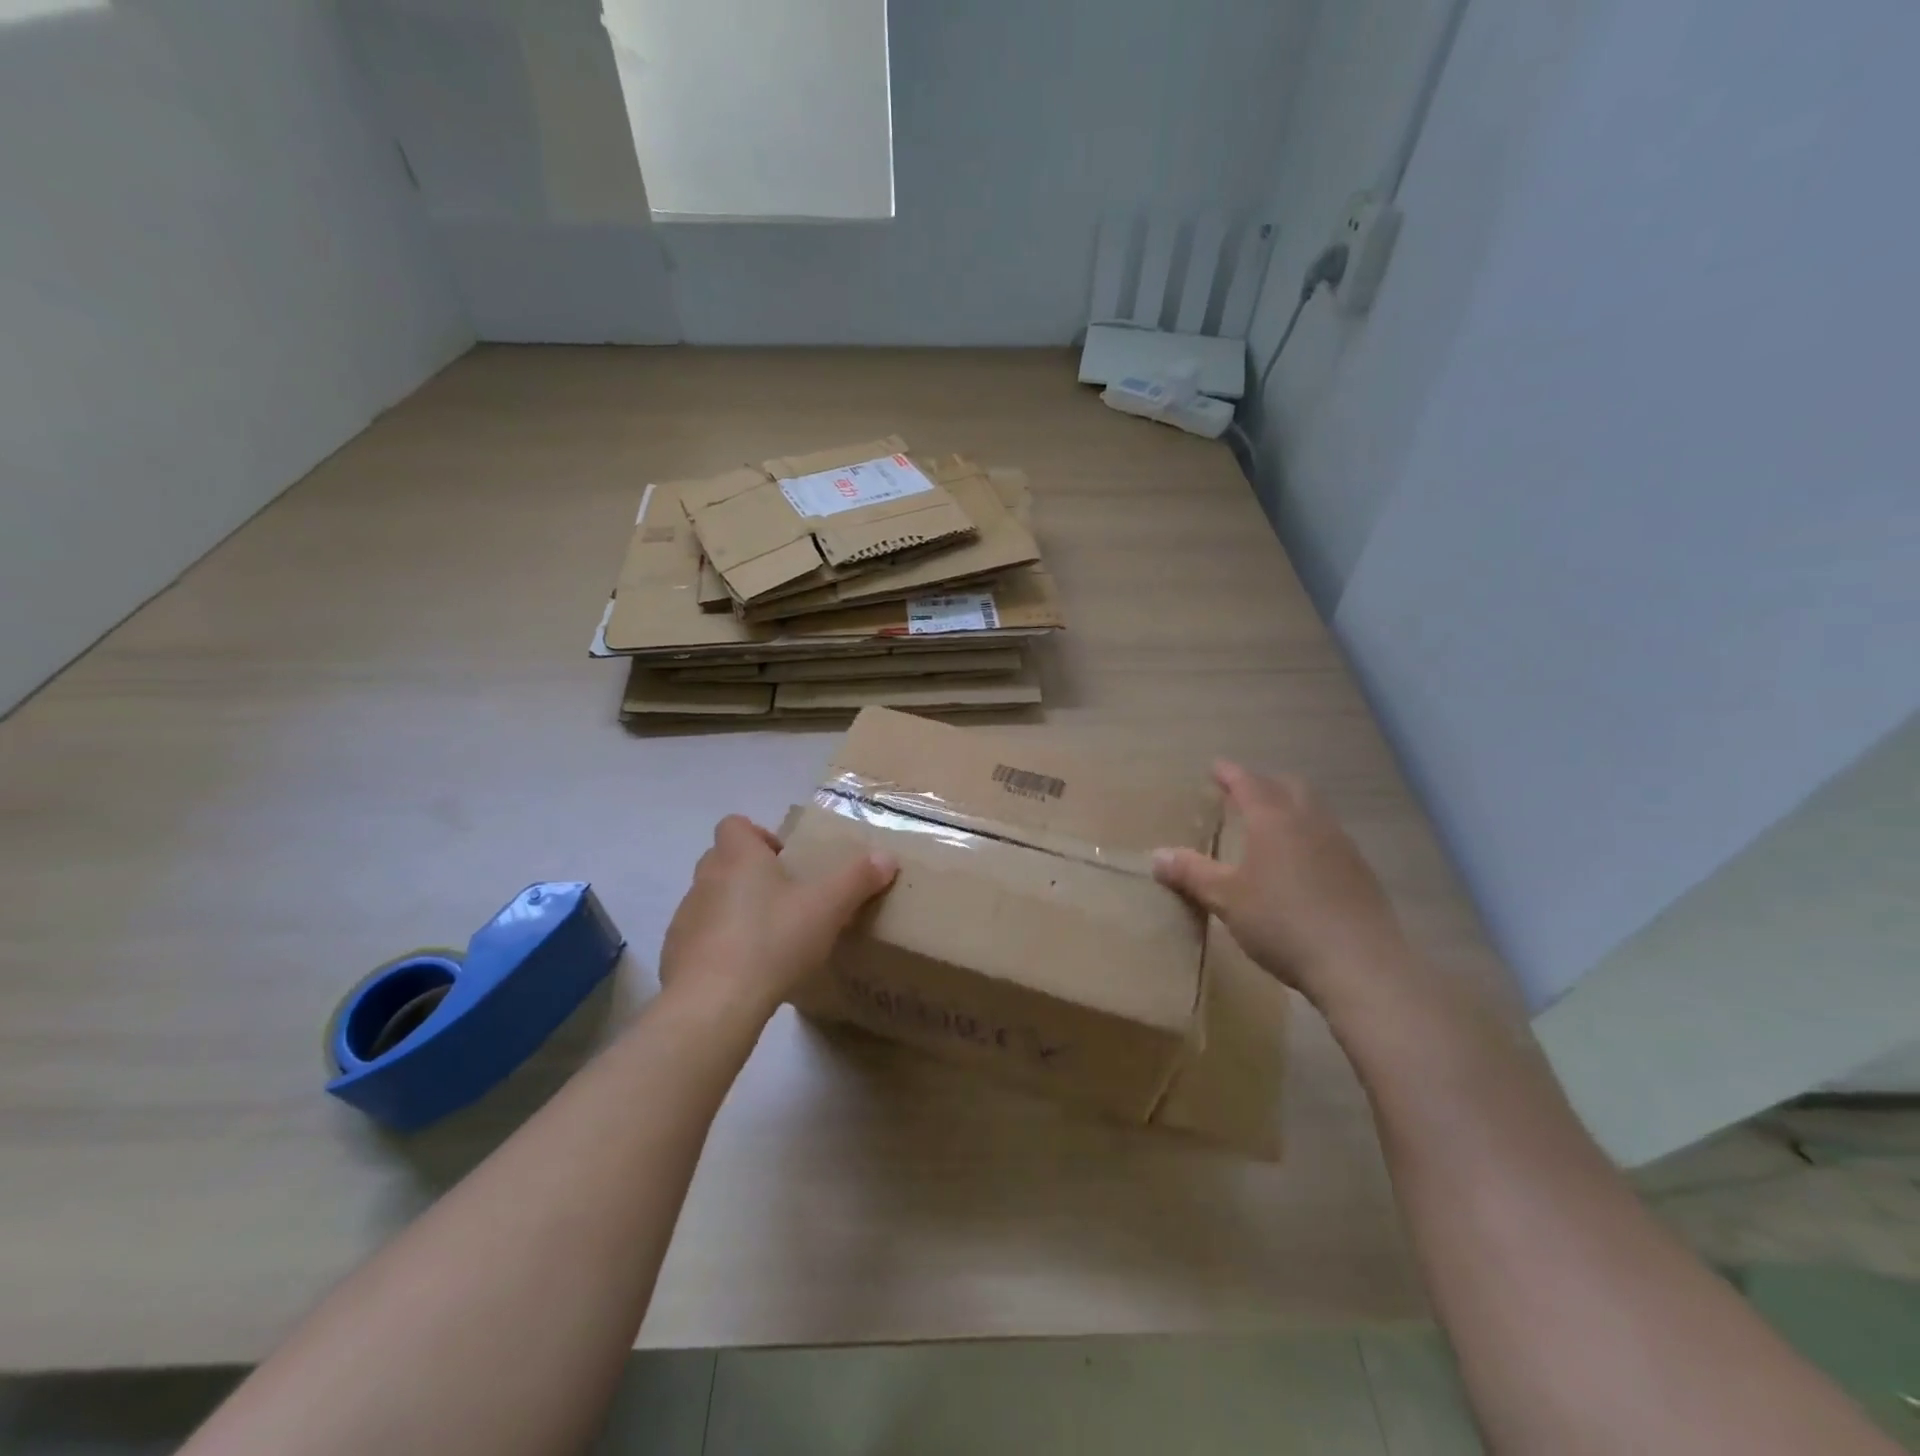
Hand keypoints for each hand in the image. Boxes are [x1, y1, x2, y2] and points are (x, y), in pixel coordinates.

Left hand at [659, 815, 896, 1018]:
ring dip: (733, 910)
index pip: (735, 825)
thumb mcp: (828, 907)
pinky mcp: (675, 955)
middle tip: (785, 899)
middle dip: (750, 874)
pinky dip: (719, 947)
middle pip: (723, 861)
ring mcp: (685, 917)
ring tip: (768, 939)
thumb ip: (858, 879)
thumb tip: (887, 857)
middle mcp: (705, 878)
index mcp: (738, 857)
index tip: (785, 860)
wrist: (715, 1003)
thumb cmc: (773, 939)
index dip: (759, 835)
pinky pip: (699, 940)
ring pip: (710, 900)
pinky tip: (745, 973)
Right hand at [1152, 762, 1407, 1007]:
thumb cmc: (1283, 922)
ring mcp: (1341, 845)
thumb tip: (1156, 855)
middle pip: (1288, 787)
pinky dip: (1309, 835)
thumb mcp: (1227, 899)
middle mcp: (1310, 822)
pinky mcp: (1361, 872)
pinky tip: (1302, 862)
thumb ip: (1192, 874)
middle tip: (1244, 792)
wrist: (1361, 964)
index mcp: (1274, 820)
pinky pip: (1329, 837)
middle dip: (1264, 784)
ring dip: (1291, 807)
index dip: (1230, 773)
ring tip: (1271, 824)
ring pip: (1314, 810)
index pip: (1248, 783)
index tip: (1215, 767)